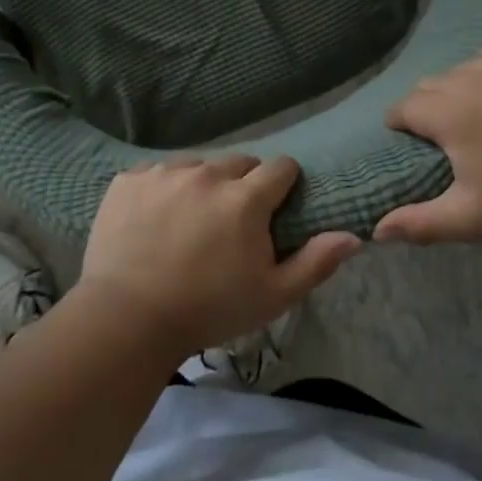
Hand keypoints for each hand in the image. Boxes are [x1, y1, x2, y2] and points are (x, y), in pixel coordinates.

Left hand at [77, 156, 360, 358]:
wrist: (127, 319)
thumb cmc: (208, 310)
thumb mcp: (272, 296)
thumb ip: (315, 262)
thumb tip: (354, 236)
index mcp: (245, 198)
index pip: (280, 167)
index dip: (283, 185)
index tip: (275, 207)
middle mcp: (206, 174)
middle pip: (238, 162)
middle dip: (243, 184)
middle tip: (233, 219)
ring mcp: (164, 173)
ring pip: (197, 164)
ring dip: (202, 184)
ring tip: (191, 219)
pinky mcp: (129, 180)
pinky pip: (156, 172)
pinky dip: (162, 188)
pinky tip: (155, 219)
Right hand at [375, 40, 481, 245]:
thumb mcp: (471, 220)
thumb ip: (419, 223)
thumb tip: (376, 230)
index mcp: (451, 113)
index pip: (406, 107)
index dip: (401, 125)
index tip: (411, 142)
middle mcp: (476, 78)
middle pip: (433, 83)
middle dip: (429, 106)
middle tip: (446, 134)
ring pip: (467, 66)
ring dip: (461, 86)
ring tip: (476, 111)